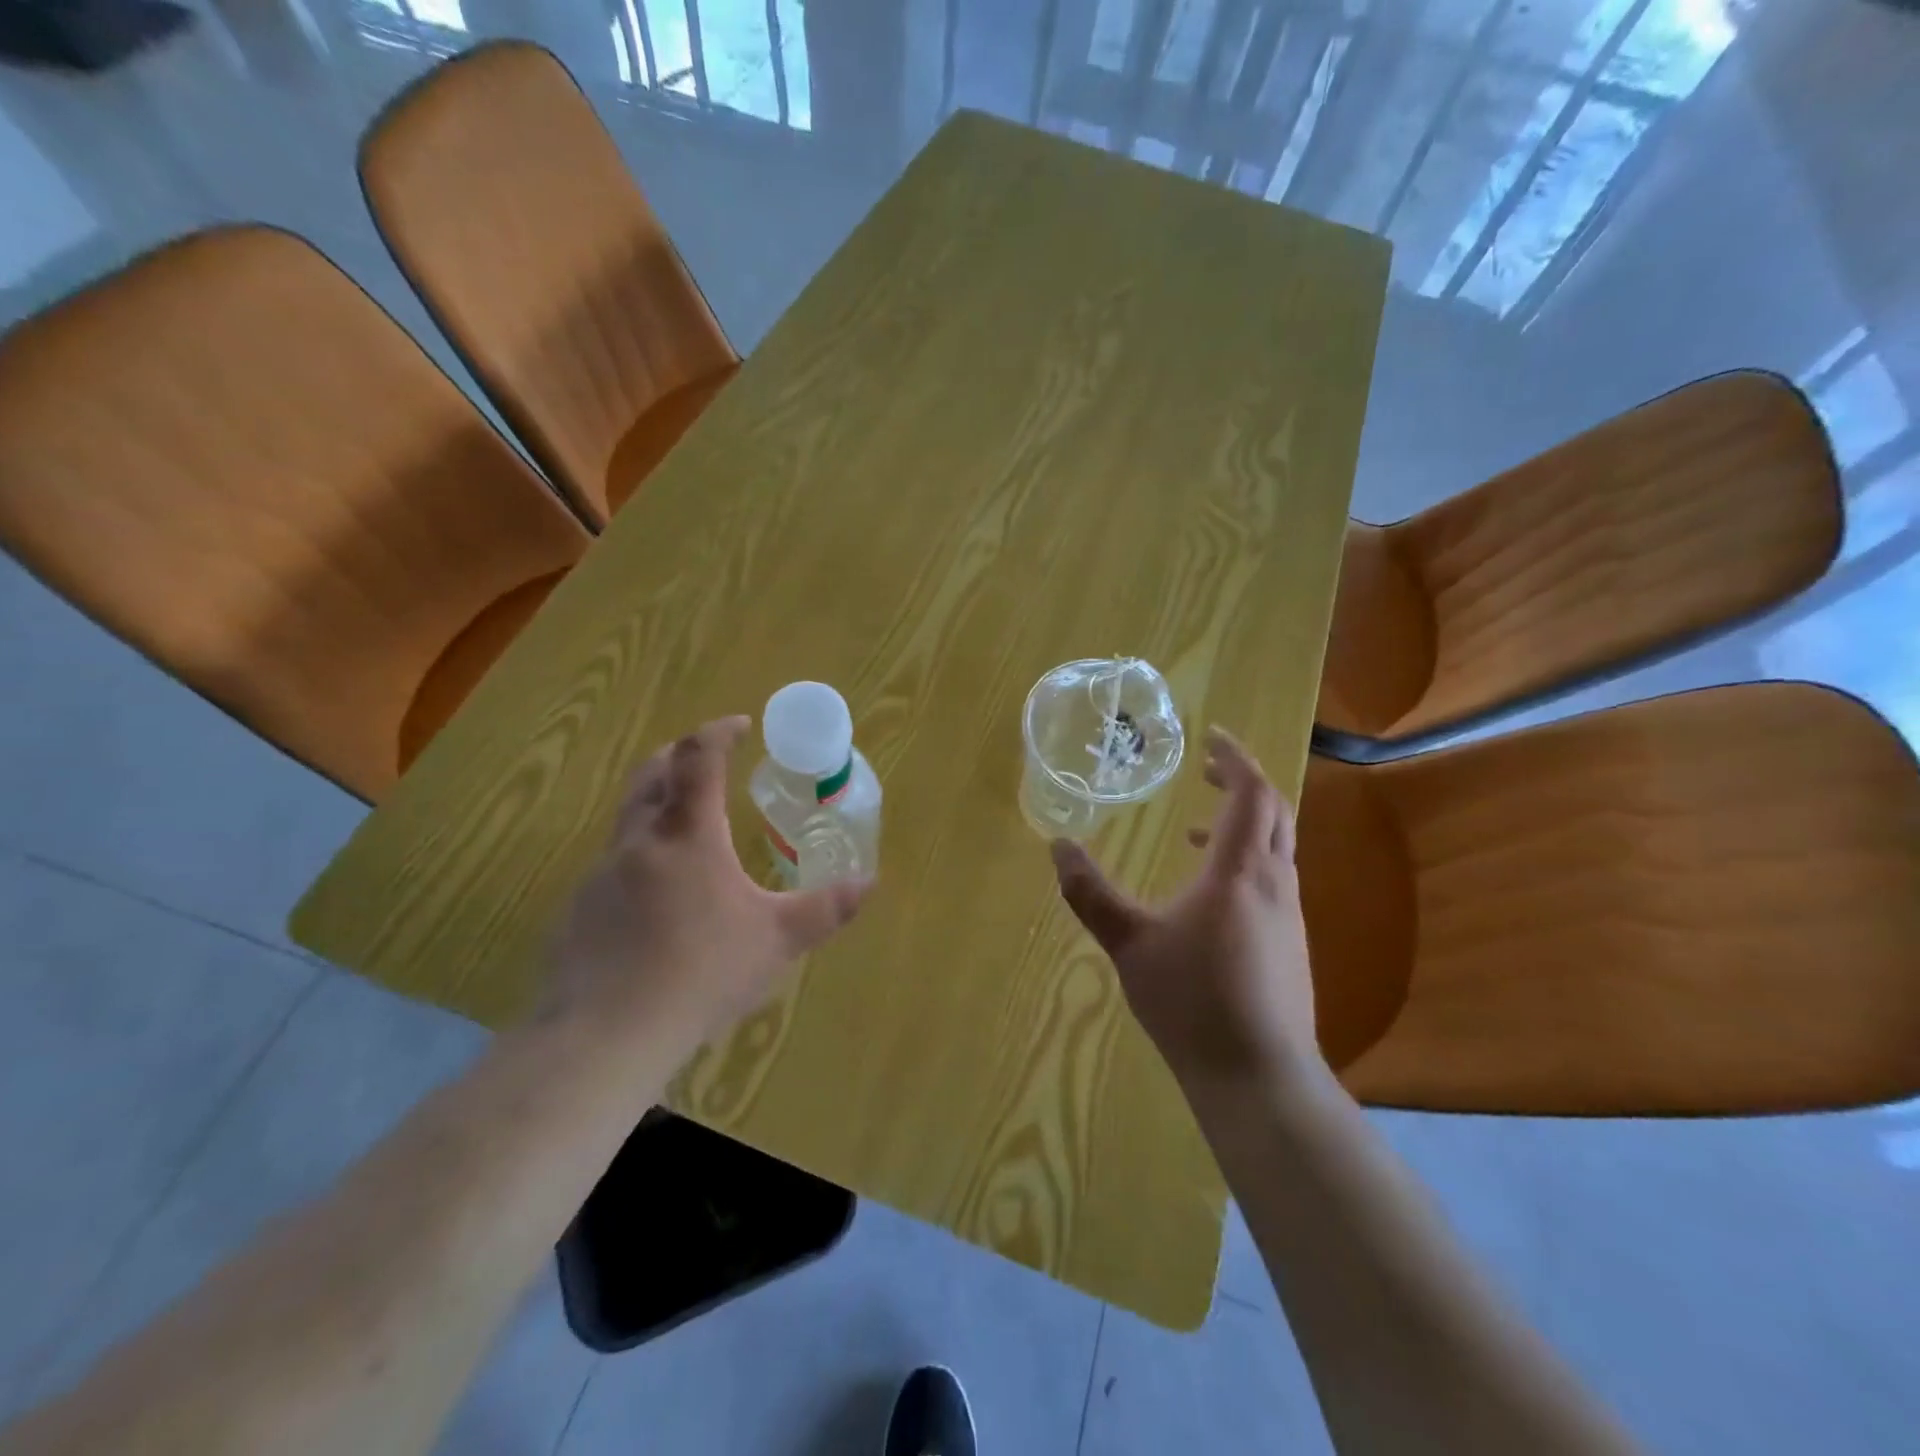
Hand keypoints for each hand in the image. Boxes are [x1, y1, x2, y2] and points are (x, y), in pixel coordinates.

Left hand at [547, 715, 871, 1045]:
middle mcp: (640, 840)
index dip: (719, 732)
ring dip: (657, 803)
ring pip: (628, 817)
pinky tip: (656, 897)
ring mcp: (601, 873)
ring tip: (688, 828)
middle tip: (706, 760)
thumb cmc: (703, 973)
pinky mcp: (579, 909)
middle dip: (680, 755)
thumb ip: (825, 908)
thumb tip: (870, 882)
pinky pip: (612, 863)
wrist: (606, 1035)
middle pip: (652, 773)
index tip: (740, 725)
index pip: (700, 758)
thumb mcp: (777, 940)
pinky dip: (639, 855)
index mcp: (689, 834)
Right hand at [1050, 727, 1322, 1100]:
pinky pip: (1272, 880)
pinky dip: (1244, 862)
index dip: (1233, 758)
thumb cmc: (1192, 1000)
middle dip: (1242, 783)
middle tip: (1205, 771)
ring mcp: (1289, 916)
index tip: (1209, 737)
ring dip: (1241, 825)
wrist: (1258, 1076)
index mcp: (1238, 872)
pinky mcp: (1290, 945)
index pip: (1250, 793)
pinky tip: (1207, 897)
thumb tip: (1059, 846)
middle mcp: (1274, 883)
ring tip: (1192, 832)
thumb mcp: (1129, 943)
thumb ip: (1090, 893)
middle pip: (1274, 812)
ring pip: (1275, 848)